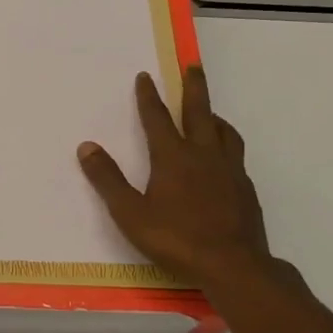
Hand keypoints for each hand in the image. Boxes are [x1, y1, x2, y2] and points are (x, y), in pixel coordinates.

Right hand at [78, 65, 273, 289]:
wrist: (233, 265)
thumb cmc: (176, 239)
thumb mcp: (130, 213)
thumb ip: (108, 179)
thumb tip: (86, 147)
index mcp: (173, 157)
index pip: (157, 118)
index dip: (148, 96)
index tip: (145, 76)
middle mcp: (203, 155)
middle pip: (199, 112)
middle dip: (193, 87)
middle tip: (193, 67)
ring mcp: (229, 170)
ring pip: (224, 131)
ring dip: (213, 115)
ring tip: (209, 112)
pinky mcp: (245, 188)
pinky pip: (235, 154)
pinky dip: (226, 144)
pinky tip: (222, 158)